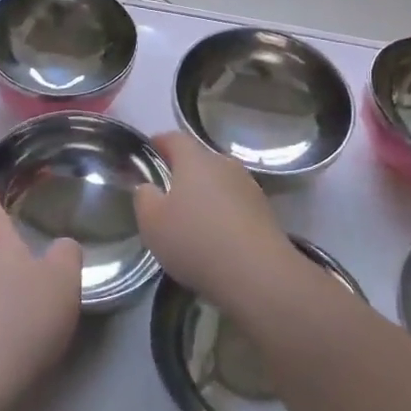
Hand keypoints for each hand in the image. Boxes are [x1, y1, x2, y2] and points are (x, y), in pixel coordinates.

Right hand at [134, 131, 297, 310]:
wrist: (256, 273)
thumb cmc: (195, 240)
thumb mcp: (152, 222)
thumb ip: (144, 198)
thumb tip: (148, 186)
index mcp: (195, 159)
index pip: (175, 138)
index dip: (160, 142)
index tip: (149, 152)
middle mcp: (224, 164)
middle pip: (200, 160)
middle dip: (183, 172)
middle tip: (168, 194)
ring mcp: (249, 186)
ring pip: (220, 182)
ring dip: (206, 195)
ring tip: (193, 220)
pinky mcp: (265, 210)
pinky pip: (236, 204)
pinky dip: (223, 213)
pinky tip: (217, 237)